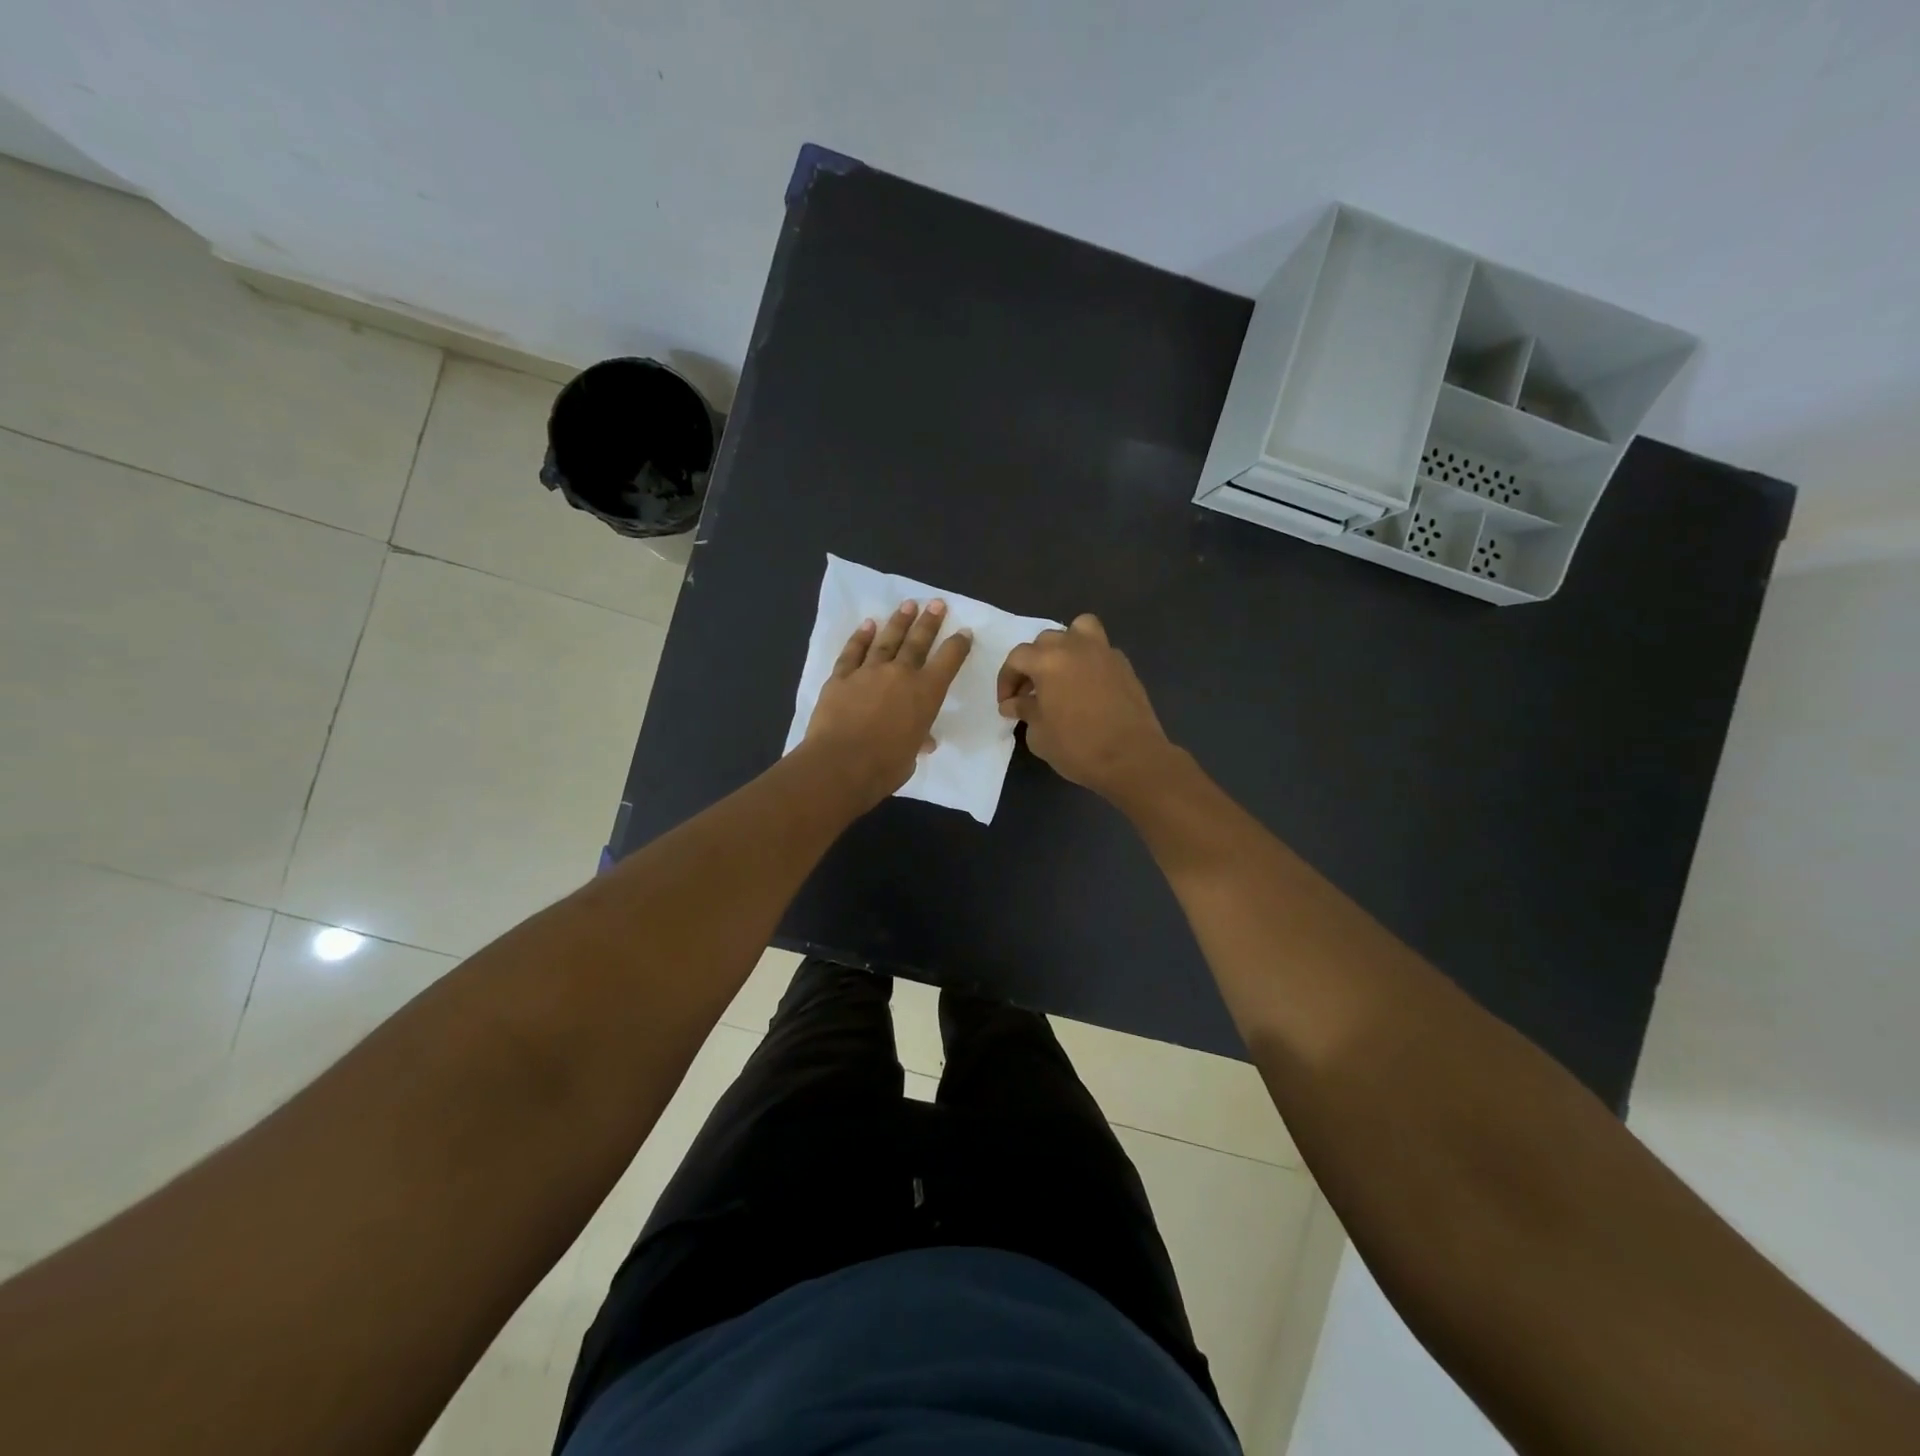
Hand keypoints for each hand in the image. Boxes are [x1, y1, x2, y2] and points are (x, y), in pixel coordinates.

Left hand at [804, 598, 972, 809]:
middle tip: (936, 603)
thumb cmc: (885, 766)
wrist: (841, 763)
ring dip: (898, 622)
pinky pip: (853, 652)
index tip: (964, 632)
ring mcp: (868, 672)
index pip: (948, 661)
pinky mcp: (841, 677)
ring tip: (907, 606)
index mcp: (926, 693)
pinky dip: (860, 638)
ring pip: (887, 640)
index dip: (958, 645)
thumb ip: (917, 741)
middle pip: (918, 641)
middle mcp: (900, 674)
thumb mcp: (911, 756)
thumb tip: (922, 741)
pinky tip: (867, 625)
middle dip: (929, 621)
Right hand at [997, 614, 1174, 801]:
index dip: (1006, 679)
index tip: (1006, 704)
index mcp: (1048, 660)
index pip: (1017, 658)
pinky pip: (1100, 650)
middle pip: (1046, 641)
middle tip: (1030, 692)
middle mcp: (1075, 647)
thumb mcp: (1039, 734)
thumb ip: (1024, 711)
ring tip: (1061, 672)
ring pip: (1079, 630)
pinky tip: (1086, 686)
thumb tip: (1014, 703)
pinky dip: (1088, 660)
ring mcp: (1104, 652)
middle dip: (1033, 663)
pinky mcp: (1124, 665)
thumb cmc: (1078, 747)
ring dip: (1065, 646)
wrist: (1132, 758)